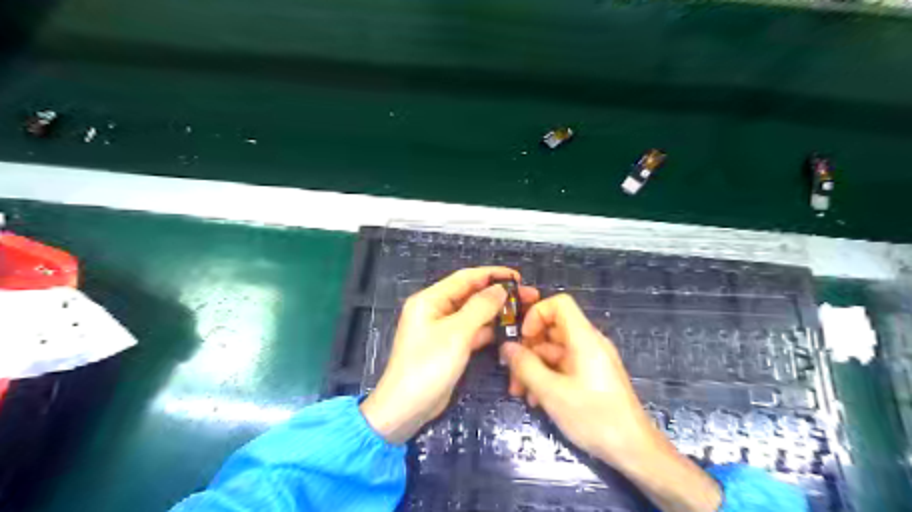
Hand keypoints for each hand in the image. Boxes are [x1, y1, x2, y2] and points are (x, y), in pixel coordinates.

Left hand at [360, 268, 535, 443]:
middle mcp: (436, 310)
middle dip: (498, 293)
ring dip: (496, 311)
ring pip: (474, 313)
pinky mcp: (450, 346)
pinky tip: (509, 329)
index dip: (492, 274)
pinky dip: (489, 329)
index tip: (518, 276)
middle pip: (471, 294)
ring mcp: (443, 329)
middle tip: (528, 296)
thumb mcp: (456, 333)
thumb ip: (480, 307)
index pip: (465, 278)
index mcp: (430, 299)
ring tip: (523, 311)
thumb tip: (500, 289)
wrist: (407, 408)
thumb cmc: (428, 365)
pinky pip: (472, 331)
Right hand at [499, 293, 647, 463]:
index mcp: (584, 338)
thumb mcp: (551, 392)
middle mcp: (589, 343)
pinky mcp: (592, 376)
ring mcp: (591, 360)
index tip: (522, 337)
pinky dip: (548, 377)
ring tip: (520, 393)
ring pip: (554, 351)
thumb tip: (507, 347)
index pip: (560, 303)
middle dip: (528, 348)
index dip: (537, 314)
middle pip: (553, 329)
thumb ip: (525, 366)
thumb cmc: (593, 416)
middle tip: (512, 373)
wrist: (634, 450)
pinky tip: (537, 400)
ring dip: (534, 367)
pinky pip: (564, 366)